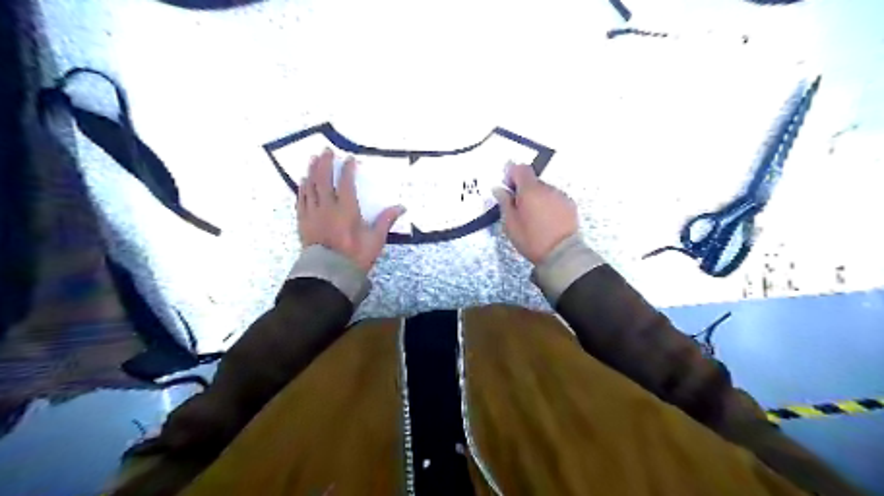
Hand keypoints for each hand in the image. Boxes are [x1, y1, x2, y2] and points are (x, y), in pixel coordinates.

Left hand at [298, 149, 404, 273]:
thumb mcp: (375, 240)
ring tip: (312, 159)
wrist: (329, 273)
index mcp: (346, 209)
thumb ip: (386, 220)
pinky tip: (303, 181)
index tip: (349, 159)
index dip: (347, 169)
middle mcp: (327, 207)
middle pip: (324, 179)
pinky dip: (302, 188)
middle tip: (326, 150)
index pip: (345, 182)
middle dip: (325, 163)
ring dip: (311, 171)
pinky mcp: (303, 222)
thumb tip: (402, 207)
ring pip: (310, 187)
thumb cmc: (355, 256)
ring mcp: (313, 213)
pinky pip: (301, 200)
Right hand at [490, 163, 580, 265]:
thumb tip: (498, 188)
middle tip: (519, 208)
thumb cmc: (531, 239)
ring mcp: (561, 196)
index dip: (512, 175)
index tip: (508, 189)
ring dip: (537, 198)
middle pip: (533, 180)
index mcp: (530, 190)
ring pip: (544, 190)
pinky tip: (547, 221)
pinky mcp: (570, 205)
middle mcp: (547, 188)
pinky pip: (555, 199)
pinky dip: (549, 204)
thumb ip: (504, 202)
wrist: (561, 254)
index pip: (520, 168)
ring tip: (534, 218)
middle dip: (524, 190)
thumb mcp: (510, 224)